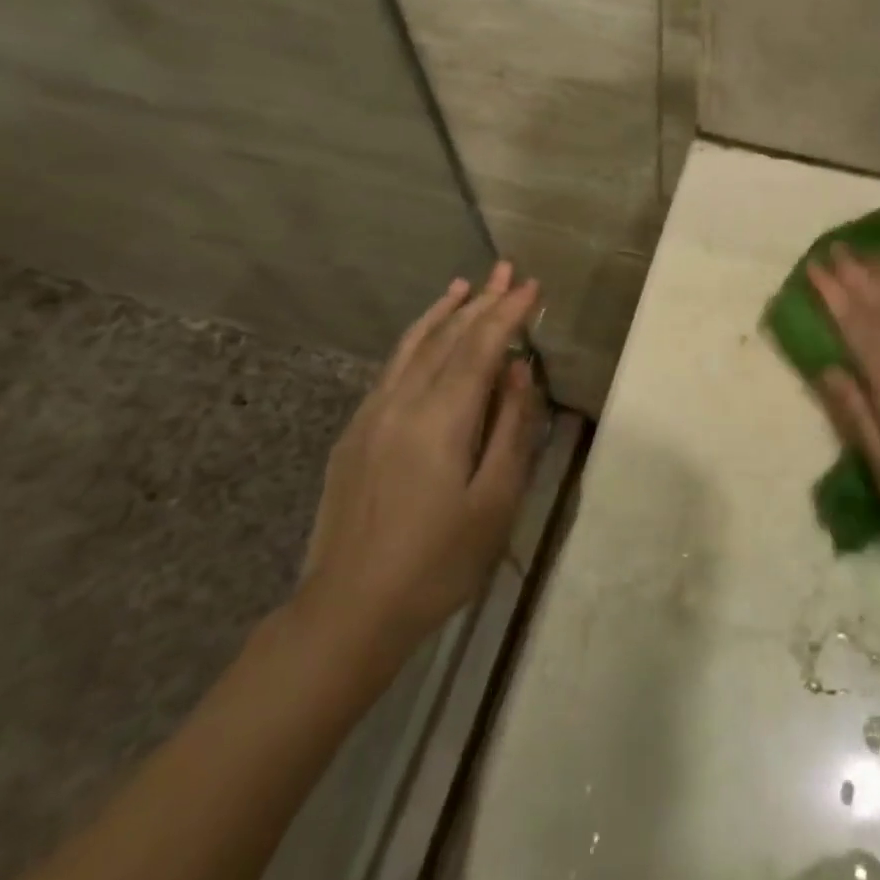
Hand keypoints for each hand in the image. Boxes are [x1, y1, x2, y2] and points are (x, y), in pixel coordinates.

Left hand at [295, 263, 543, 660]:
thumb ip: (510, 428)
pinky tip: (424, 337)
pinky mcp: (355, 433)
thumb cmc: (437, 562)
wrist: (348, 611)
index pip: (480, 347)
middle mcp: (401, 403)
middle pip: (447, 338)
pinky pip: (391, 368)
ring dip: (443, 312)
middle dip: (481, 301)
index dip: (508, 313)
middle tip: (507, 269)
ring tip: (464, 285)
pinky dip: (415, 341)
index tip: (531, 285)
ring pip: (412, 347)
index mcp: (440, 419)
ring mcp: (371, 415)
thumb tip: (519, 370)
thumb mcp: (494, 501)